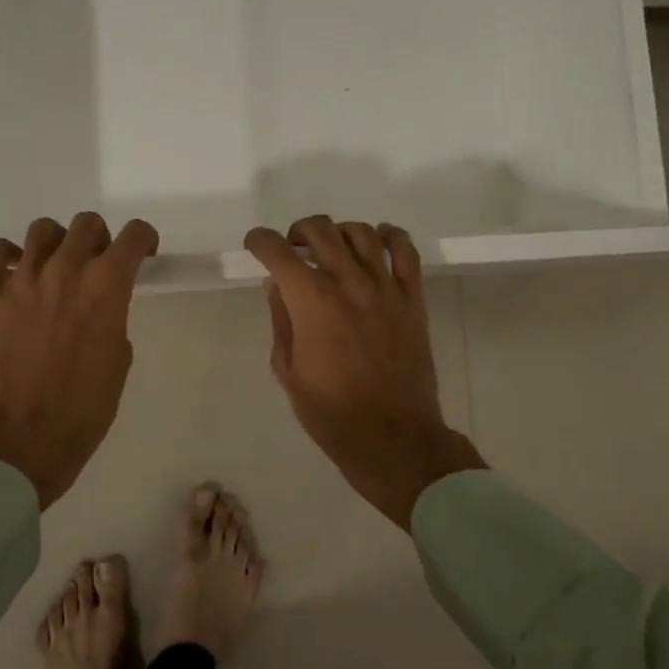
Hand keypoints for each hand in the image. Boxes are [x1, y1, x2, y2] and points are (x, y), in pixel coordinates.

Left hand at [0, 214, 159, 508]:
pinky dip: (3, 254)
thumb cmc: (86, 407)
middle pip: (87, 224)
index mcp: (108, 286)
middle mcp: (68, 271)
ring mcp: (26, 281)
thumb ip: (112, 319)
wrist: (27, 436)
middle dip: (99, 239)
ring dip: (56, 242)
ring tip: (56, 265)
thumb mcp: (119, 359)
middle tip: (98, 264)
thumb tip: (99, 309)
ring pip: (42, 229)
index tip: (144, 254)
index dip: (144, 240)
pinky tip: (13, 268)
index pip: (134, 236)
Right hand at [245, 216, 485, 529]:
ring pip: (361, 233)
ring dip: (338, 232)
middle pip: (320, 231)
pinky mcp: (413, 299)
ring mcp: (385, 288)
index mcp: (311, 302)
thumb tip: (276, 285)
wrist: (393, 437)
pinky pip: (406, 252)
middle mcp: (348, 283)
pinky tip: (377, 241)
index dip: (260, 241)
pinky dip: (390, 236)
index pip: (278, 252)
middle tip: (292, 249)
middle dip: (297, 231)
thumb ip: (281, 320)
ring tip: (331, 248)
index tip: (255, 246)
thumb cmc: (331, 412)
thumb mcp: (288, 370)